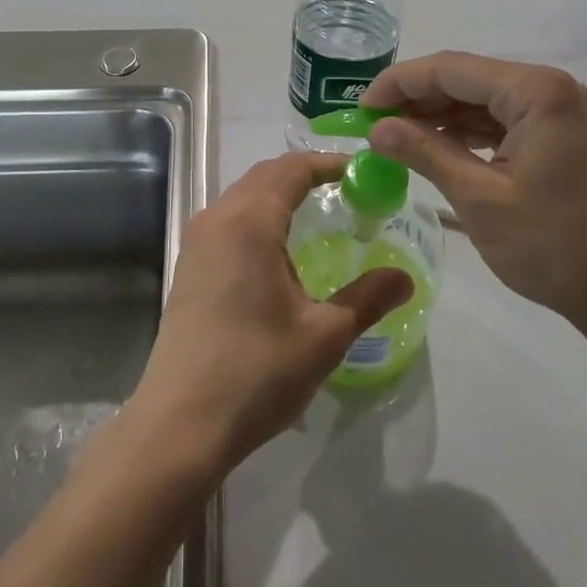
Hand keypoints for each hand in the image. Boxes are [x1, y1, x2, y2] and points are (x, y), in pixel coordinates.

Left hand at [132, 153, 412, 471]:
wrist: (181, 423)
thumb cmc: (256, 372)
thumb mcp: (324, 335)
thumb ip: (367, 298)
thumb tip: (406, 277)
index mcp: (249, 222)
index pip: (292, 169)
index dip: (329, 163)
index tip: (364, 172)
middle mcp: (217, 219)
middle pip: (265, 176)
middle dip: (306, 175)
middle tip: (349, 192)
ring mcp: (197, 242)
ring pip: (244, 197)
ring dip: (281, 195)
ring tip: (321, 216)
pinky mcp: (189, 266)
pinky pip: (229, 221)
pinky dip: (260, 217)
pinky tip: (282, 251)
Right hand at [363, 52, 586, 337]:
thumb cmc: (554, 245)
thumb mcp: (479, 198)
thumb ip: (425, 153)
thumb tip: (375, 128)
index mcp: (535, 91)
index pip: (450, 69)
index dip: (398, 83)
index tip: (359, 108)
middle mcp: (549, 88)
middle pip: (466, 78)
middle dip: (416, 99)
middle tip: (371, 126)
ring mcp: (558, 111)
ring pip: (481, 99)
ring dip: (438, 116)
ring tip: (393, 138)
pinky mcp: (558, 135)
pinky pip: (500, 121)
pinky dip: (465, 133)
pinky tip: (433, 148)